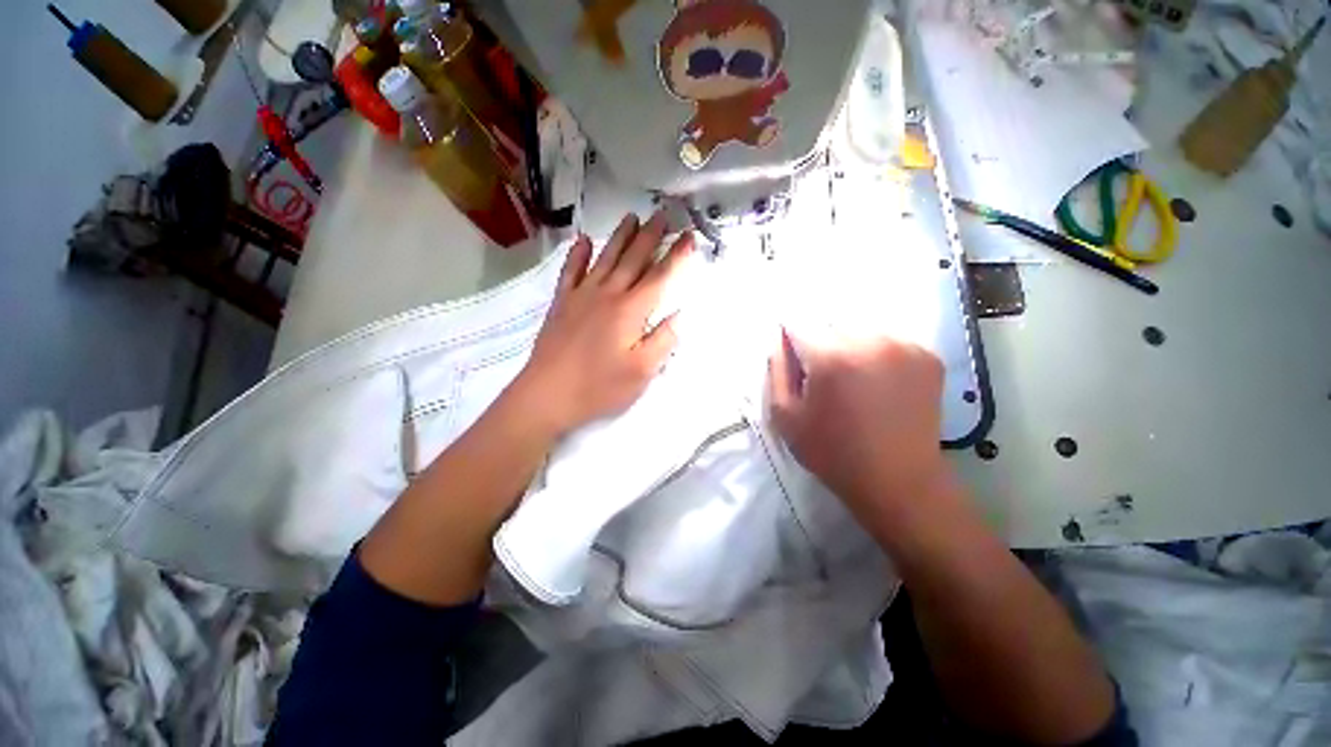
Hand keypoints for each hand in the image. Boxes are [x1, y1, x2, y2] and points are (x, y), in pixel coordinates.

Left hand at [510, 212, 694, 437]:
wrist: (548, 394)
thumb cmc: (599, 387)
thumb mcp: (642, 372)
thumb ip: (663, 341)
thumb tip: (679, 316)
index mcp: (631, 311)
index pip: (660, 277)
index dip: (677, 256)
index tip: (690, 237)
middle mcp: (608, 294)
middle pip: (633, 259)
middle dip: (650, 236)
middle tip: (662, 215)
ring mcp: (582, 295)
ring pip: (605, 258)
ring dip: (620, 236)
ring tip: (632, 217)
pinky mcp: (562, 303)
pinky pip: (571, 271)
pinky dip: (578, 254)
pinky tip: (584, 240)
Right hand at [768, 329, 950, 526]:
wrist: (898, 481)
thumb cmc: (832, 451)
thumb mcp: (785, 416)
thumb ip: (777, 370)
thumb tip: (779, 338)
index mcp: (830, 356)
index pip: (798, 323)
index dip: (791, 340)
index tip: (794, 360)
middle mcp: (869, 340)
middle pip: (830, 323)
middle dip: (819, 343)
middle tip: (823, 378)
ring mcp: (904, 345)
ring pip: (860, 329)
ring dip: (848, 346)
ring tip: (852, 381)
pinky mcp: (927, 356)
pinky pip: (888, 340)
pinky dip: (876, 354)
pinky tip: (878, 383)